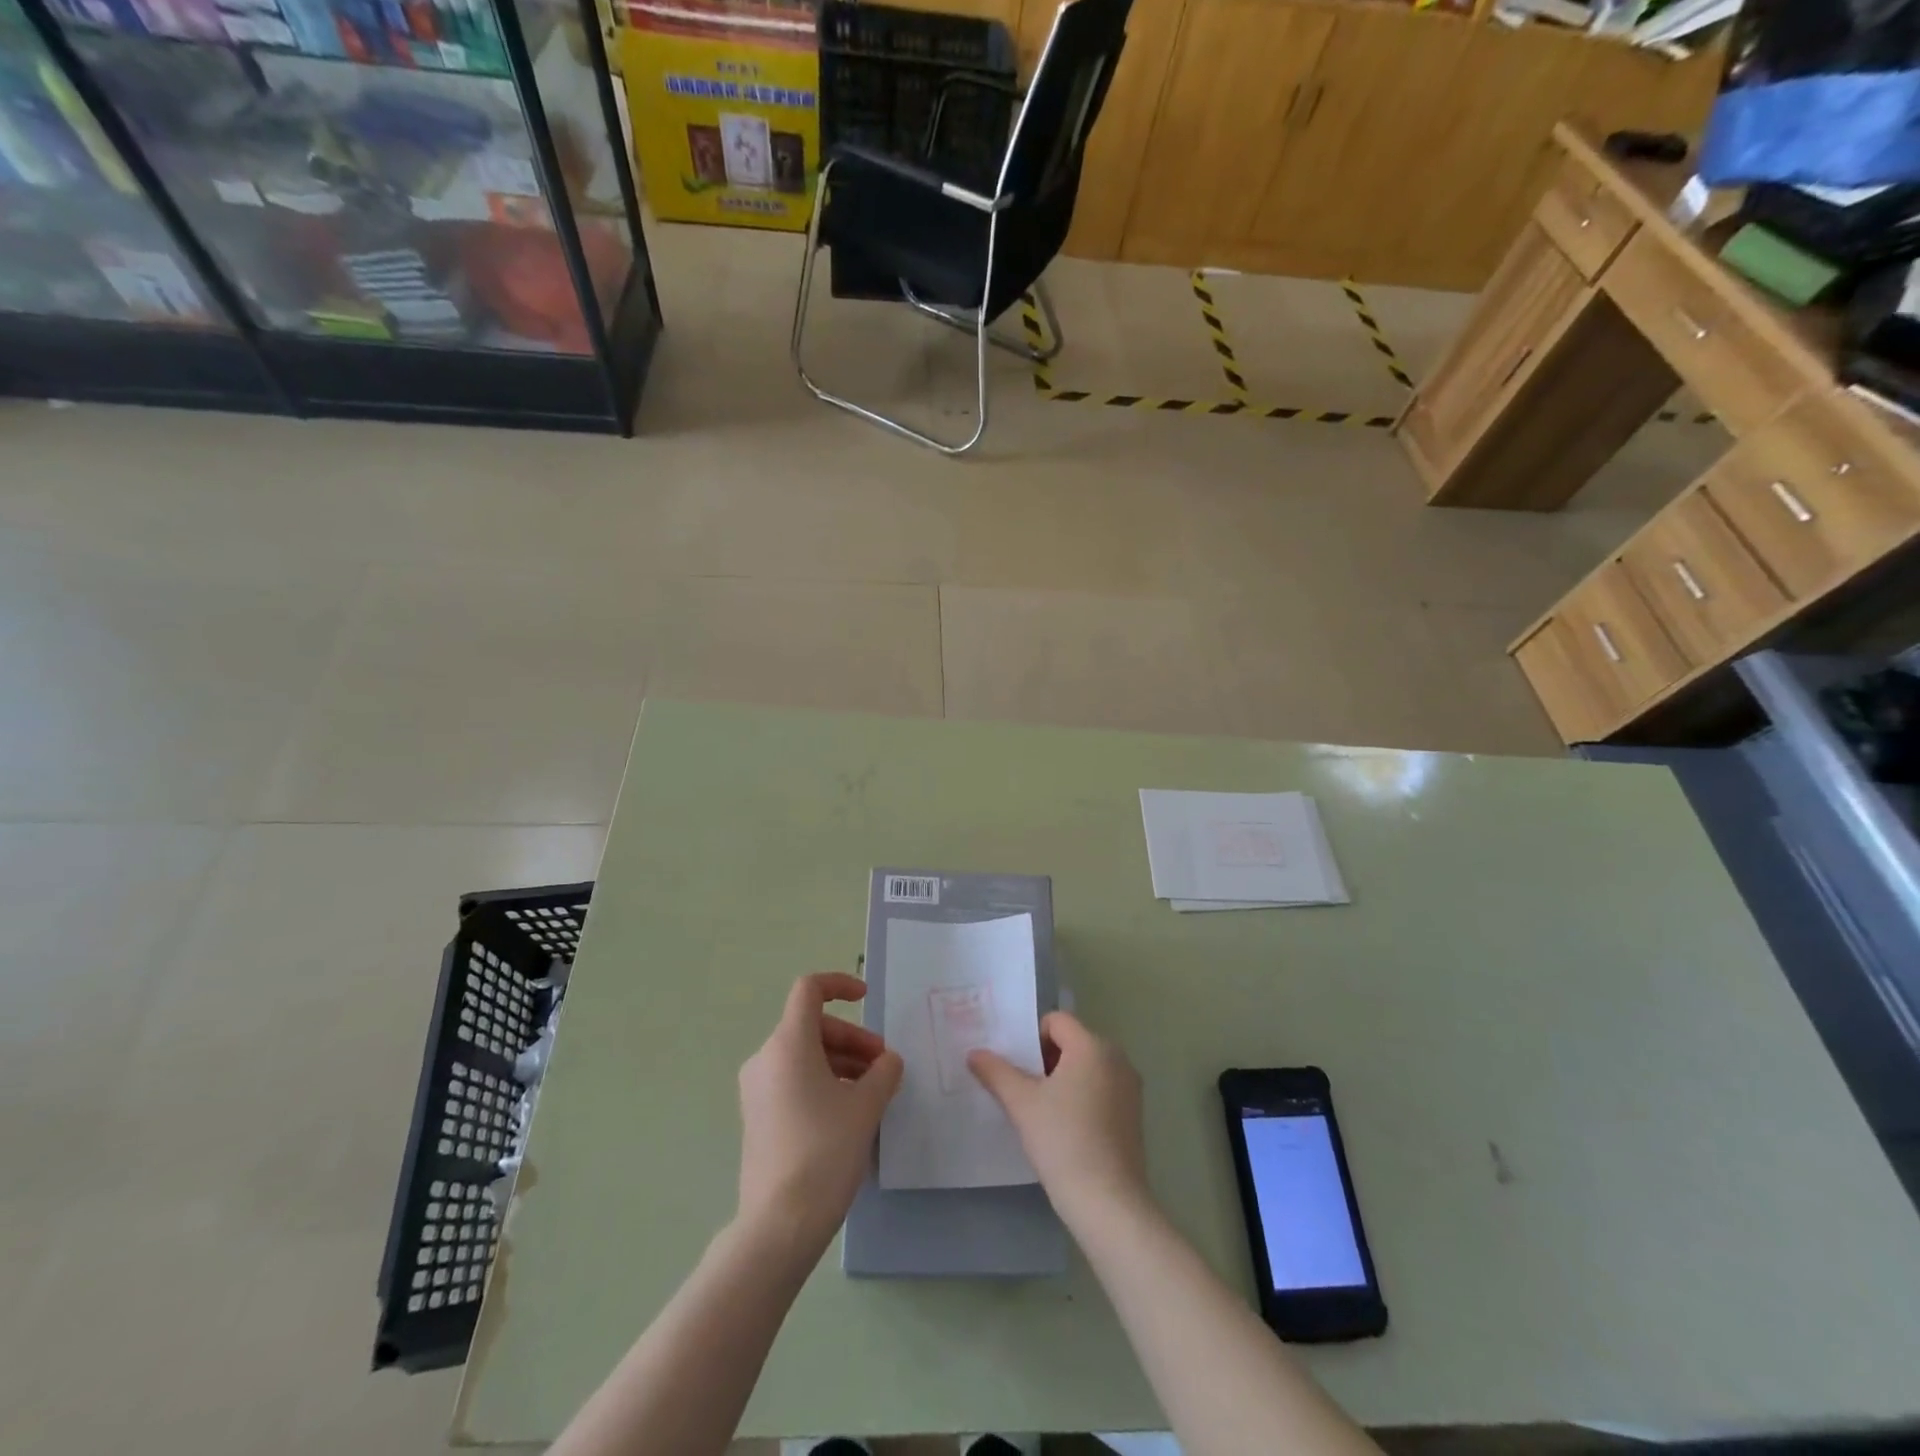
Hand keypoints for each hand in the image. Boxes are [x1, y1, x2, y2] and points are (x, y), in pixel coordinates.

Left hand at [737, 973, 902, 1255]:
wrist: (779, 1225)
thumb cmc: (824, 1152)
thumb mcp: (866, 1106)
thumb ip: (884, 1072)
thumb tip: (887, 1062)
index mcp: (788, 1044)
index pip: (809, 989)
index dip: (840, 984)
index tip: (867, 999)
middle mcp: (766, 1058)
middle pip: (812, 1026)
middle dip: (852, 1038)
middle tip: (883, 1064)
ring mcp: (758, 1089)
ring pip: (805, 1055)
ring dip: (842, 1061)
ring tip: (874, 1090)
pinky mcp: (758, 1116)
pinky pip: (794, 1080)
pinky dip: (824, 1081)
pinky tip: (850, 1111)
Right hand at [968, 1011, 1147, 1225]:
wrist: (1108, 1202)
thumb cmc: (1063, 1141)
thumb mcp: (1022, 1104)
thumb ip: (996, 1072)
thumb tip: (974, 1053)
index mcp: (1092, 1046)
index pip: (1056, 1021)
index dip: (1032, 1038)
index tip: (1017, 1068)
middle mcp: (1117, 1058)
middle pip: (1073, 1042)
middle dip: (1045, 1060)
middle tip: (1024, 1089)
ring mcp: (1130, 1087)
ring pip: (1087, 1067)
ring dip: (1063, 1080)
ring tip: (1041, 1111)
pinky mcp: (1134, 1114)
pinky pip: (1102, 1089)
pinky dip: (1082, 1098)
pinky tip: (1065, 1129)